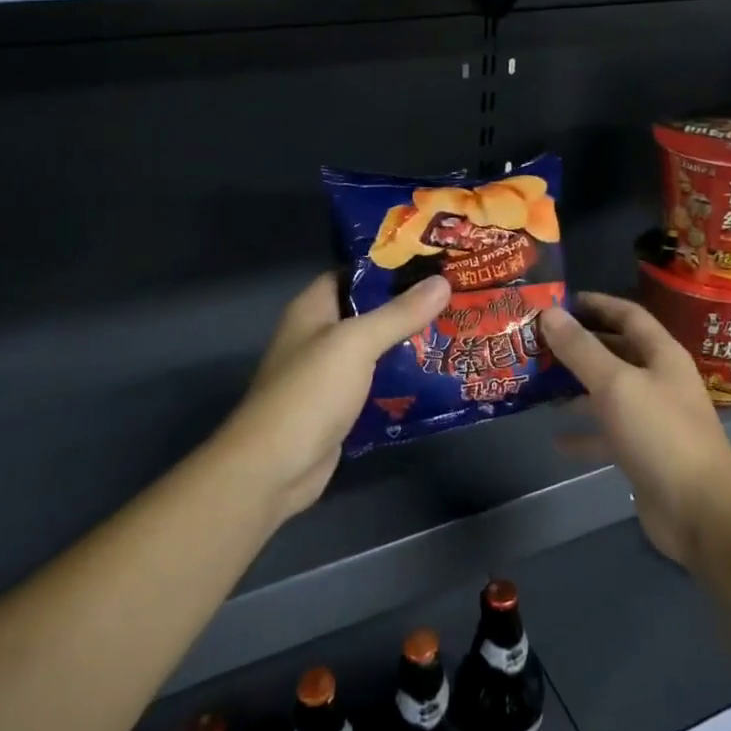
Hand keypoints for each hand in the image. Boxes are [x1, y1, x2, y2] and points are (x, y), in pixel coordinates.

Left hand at [214, 271, 451, 523]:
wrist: (274, 469)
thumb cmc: (310, 392)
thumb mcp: (357, 343)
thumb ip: (399, 313)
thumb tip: (442, 282)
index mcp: (313, 308)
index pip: (354, 273)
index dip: (390, 265)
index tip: (433, 262)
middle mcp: (319, 335)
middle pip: (369, 311)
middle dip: (409, 306)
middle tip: (456, 297)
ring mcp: (329, 374)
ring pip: (376, 349)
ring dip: (410, 344)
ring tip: (456, 331)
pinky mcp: (341, 408)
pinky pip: (378, 384)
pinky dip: (403, 380)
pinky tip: (438, 376)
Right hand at [540, 295, 730, 566]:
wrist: (700, 510)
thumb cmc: (660, 433)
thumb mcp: (616, 384)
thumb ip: (581, 349)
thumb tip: (550, 313)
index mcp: (662, 354)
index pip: (628, 315)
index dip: (596, 305)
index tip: (558, 302)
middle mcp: (659, 380)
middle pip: (616, 351)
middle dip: (580, 346)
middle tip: (537, 342)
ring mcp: (653, 418)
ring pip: (609, 392)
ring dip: (577, 388)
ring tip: (538, 385)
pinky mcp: (644, 452)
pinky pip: (609, 433)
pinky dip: (585, 434)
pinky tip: (556, 439)